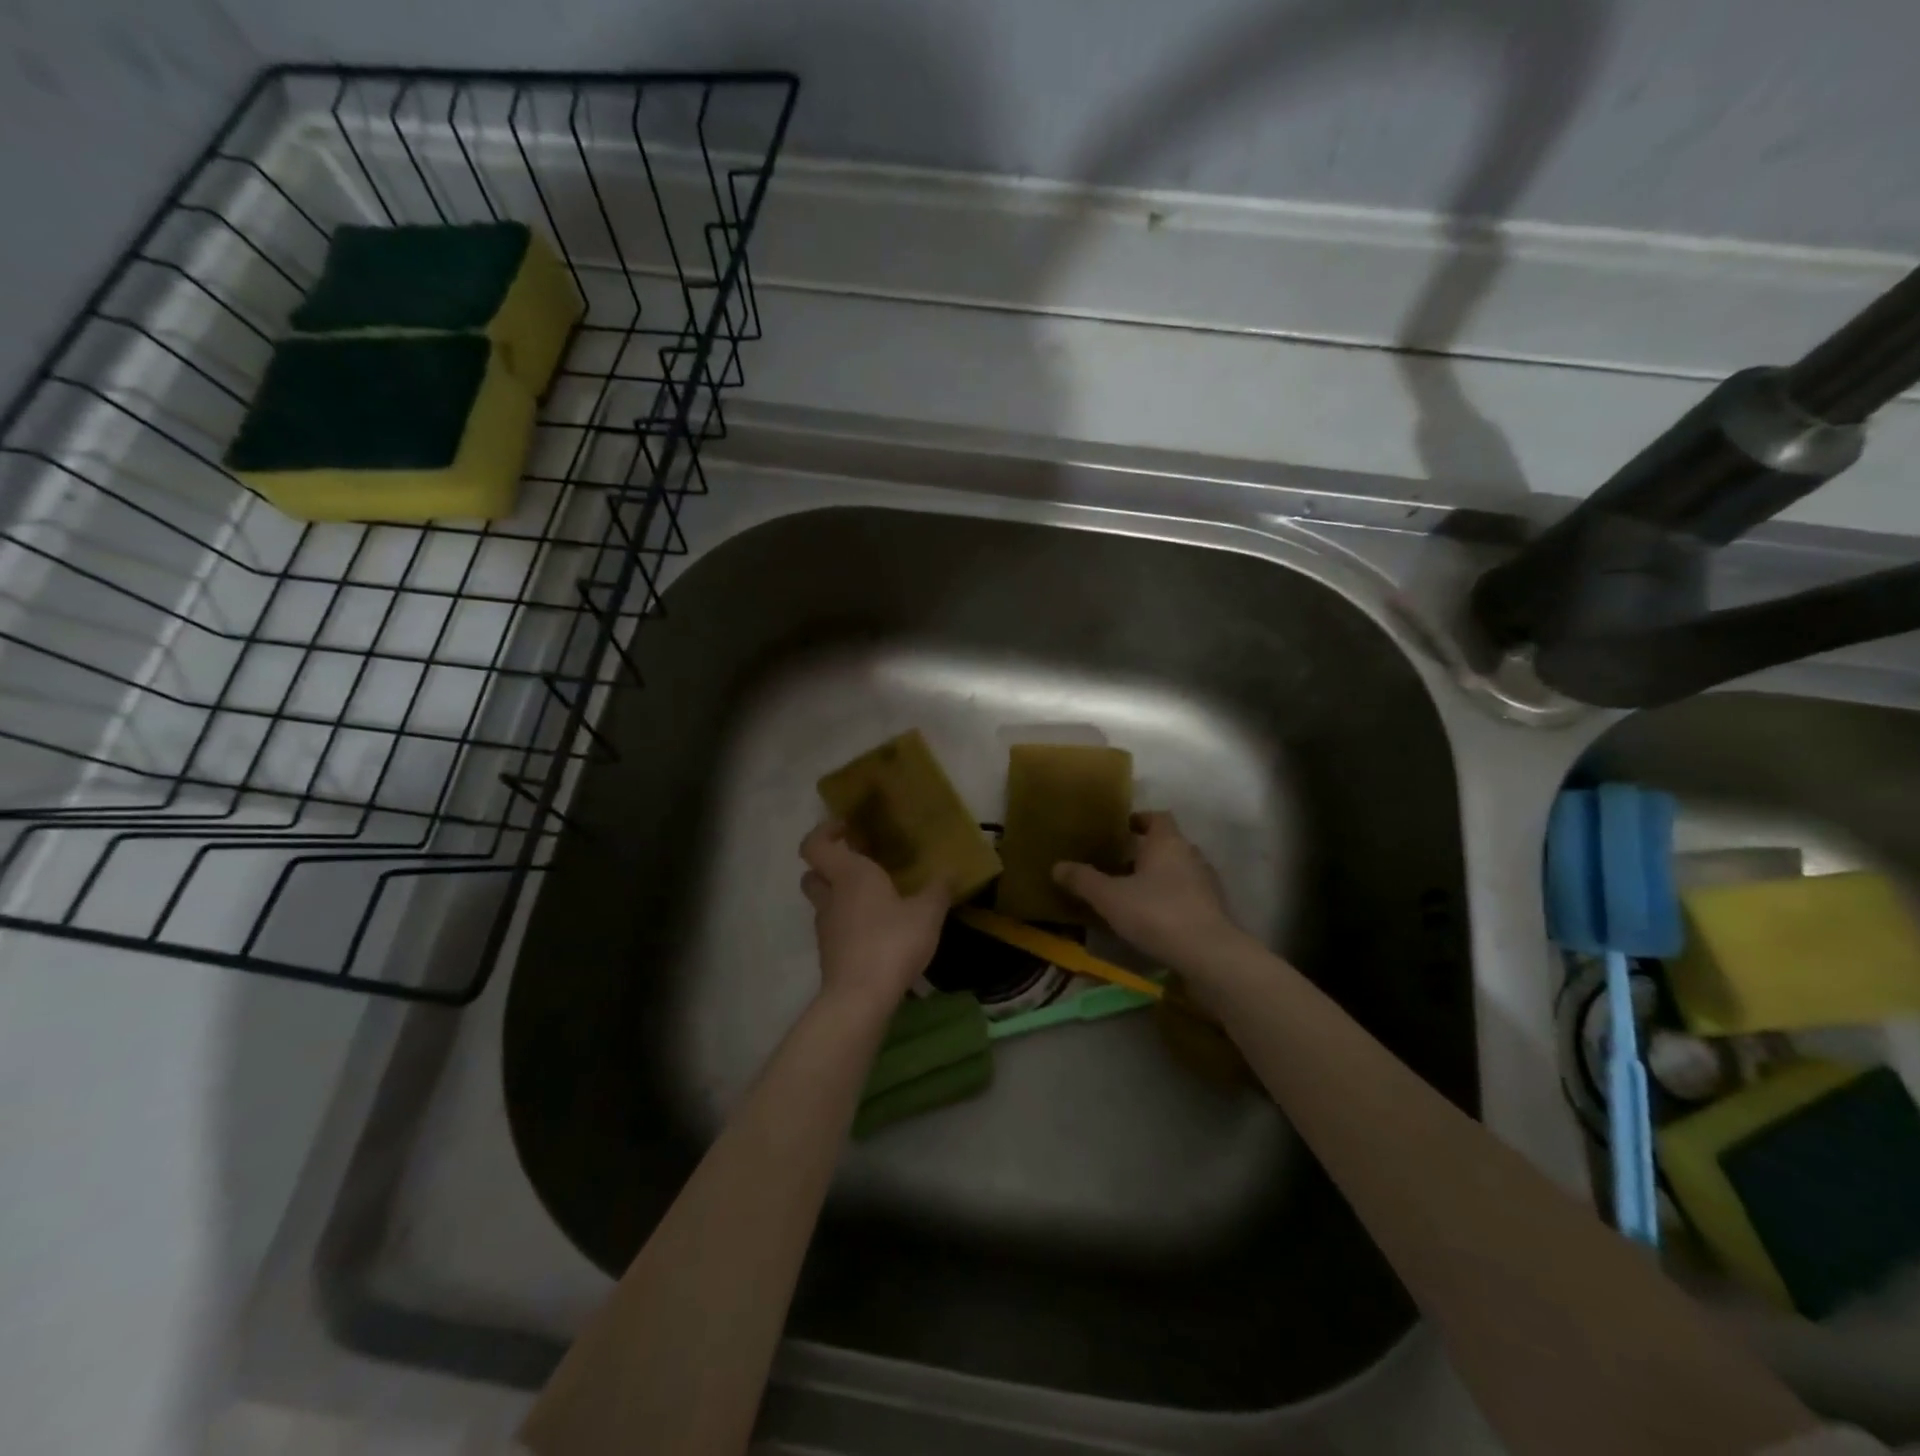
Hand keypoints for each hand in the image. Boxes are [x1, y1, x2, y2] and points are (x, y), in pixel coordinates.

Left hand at [800, 821, 948, 1012]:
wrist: (860, 997)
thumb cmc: (892, 942)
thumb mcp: (927, 913)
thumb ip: (938, 890)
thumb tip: (950, 871)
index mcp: (849, 875)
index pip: (815, 844)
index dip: (825, 832)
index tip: (848, 828)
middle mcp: (831, 896)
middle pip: (814, 872)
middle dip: (831, 864)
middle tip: (861, 862)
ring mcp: (826, 926)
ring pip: (824, 901)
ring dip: (842, 895)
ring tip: (878, 899)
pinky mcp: (830, 952)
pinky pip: (836, 926)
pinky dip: (850, 922)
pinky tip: (879, 930)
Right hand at [1052, 811, 1251, 973]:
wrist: (1209, 955)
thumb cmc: (1156, 913)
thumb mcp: (1109, 897)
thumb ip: (1083, 880)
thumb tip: (1057, 866)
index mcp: (1167, 842)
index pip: (1157, 817)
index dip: (1139, 820)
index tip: (1120, 829)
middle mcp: (1191, 855)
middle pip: (1168, 844)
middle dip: (1145, 852)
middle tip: (1117, 863)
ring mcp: (1206, 884)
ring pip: (1178, 871)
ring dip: (1158, 877)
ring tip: (1132, 892)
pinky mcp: (1214, 910)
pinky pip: (1187, 895)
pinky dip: (1170, 900)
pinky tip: (1152, 918)